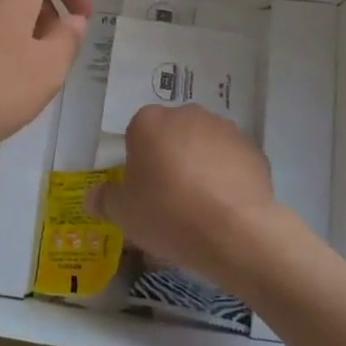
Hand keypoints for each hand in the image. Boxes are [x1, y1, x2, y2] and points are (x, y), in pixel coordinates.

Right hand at [91, 104, 289, 291]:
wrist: (235, 231)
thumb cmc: (168, 215)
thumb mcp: (124, 214)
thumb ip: (105, 200)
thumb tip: (93, 196)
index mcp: (149, 122)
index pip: (137, 134)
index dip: (139, 163)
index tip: (143, 191)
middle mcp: (186, 114)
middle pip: (171, 135)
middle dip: (170, 159)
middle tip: (170, 198)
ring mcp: (224, 128)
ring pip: (203, 144)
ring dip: (200, 165)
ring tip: (202, 206)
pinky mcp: (252, 148)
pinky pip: (231, 160)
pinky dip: (227, 176)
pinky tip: (226, 206)